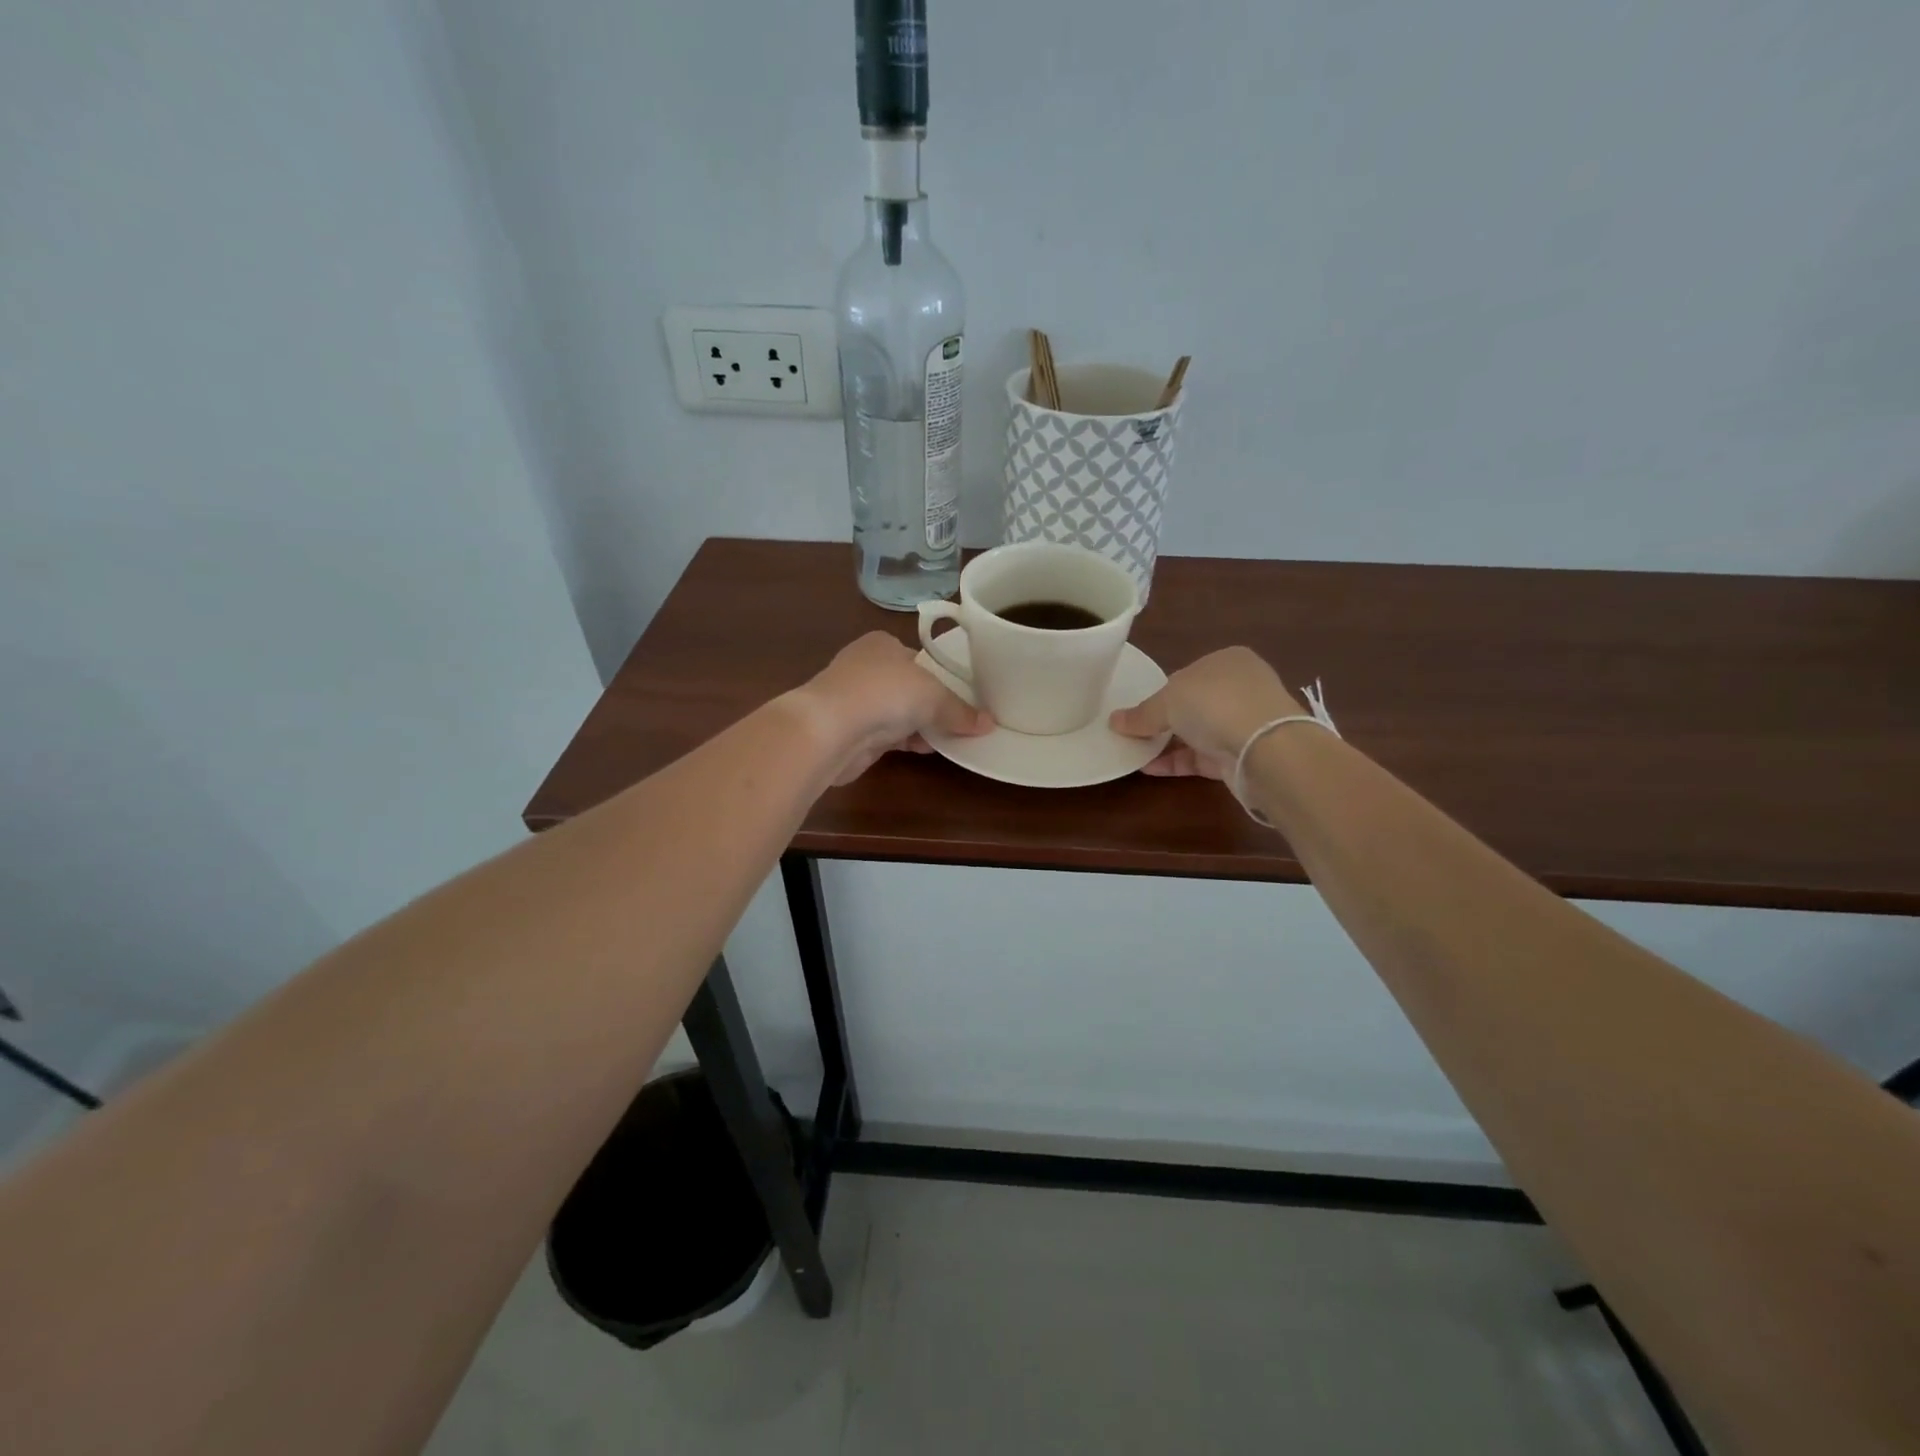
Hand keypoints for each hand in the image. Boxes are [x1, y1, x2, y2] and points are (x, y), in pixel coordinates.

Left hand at [793, 631, 992, 784]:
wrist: (829, 729)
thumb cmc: (884, 693)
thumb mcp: (934, 696)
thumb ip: (960, 710)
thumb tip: (988, 724)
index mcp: (882, 644)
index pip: (919, 658)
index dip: (942, 677)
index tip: (964, 696)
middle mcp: (866, 667)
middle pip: (910, 687)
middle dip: (934, 706)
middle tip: (964, 721)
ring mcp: (856, 701)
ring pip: (899, 713)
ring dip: (923, 726)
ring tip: (954, 739)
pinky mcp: (852, 732)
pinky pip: (889, 736)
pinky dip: (908, 741)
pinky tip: (928, 750)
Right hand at [1110, 646, 1302, 778]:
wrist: (1264, 748)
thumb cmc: (1214, 704)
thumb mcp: (1167, 701)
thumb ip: (1141, 714)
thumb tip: (1114, 721)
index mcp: (1227, 661)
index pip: (1187, 675)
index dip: (1161, 692)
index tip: (1138, 710)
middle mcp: (1239, 688)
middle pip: (1192, 705)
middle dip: (1164, 720)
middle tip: (1133, 733)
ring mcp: (1244, 723)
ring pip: (1197, 733)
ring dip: (1167, 743)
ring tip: (1133, 752)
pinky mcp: (1242, 756)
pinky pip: (1202, 757)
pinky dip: (1176, 762)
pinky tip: (1149, 768)